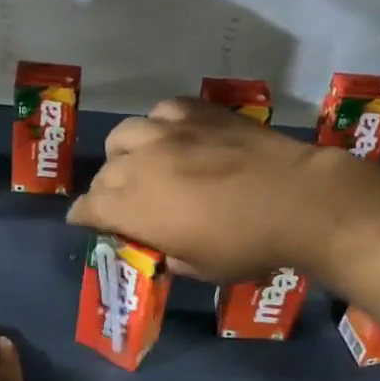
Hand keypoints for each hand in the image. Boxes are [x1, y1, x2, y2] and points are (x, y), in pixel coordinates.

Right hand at [67, 98, 360, 281]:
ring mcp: (168, 132)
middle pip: (103, 174)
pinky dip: (160, 125)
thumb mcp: (202, 268)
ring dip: (124, 153)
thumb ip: (171, 256)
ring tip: (140, 163)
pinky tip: (173, 135)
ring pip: (124, 135)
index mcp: (134, 208)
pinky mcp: (198, 112)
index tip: (85, 222)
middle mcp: (140, 164)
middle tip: (122, 202)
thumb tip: (165, 249)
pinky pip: (162, 111)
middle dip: (105, 191)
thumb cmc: (248, 245)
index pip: (88, 208)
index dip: (83, 217)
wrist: (297, 200)